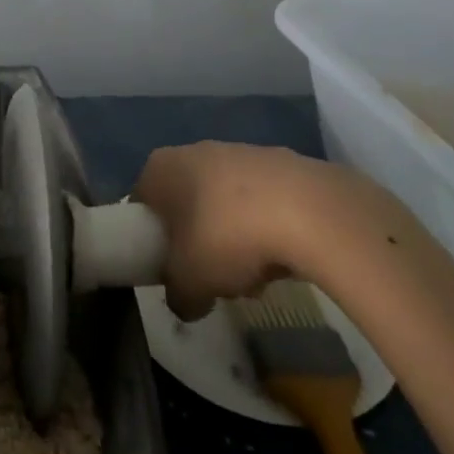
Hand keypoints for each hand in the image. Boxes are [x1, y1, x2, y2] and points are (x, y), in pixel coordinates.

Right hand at [134, 142, 357, 319]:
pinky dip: (268, 228)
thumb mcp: (189, 283)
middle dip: (199, 242)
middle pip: (187, 205)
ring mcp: (242, 152)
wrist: (310, 211)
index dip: (152, 241)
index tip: (169, 270)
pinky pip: (264, 203)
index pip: (143, 204)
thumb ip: (177, 296)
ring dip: (235, 240)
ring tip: (256, 278)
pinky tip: (285, 259)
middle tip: (213, 277)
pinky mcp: (284, 163)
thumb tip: (185, 302)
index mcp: (161, 167)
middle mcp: (196, 150)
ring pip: (227, 205)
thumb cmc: (226, 236)